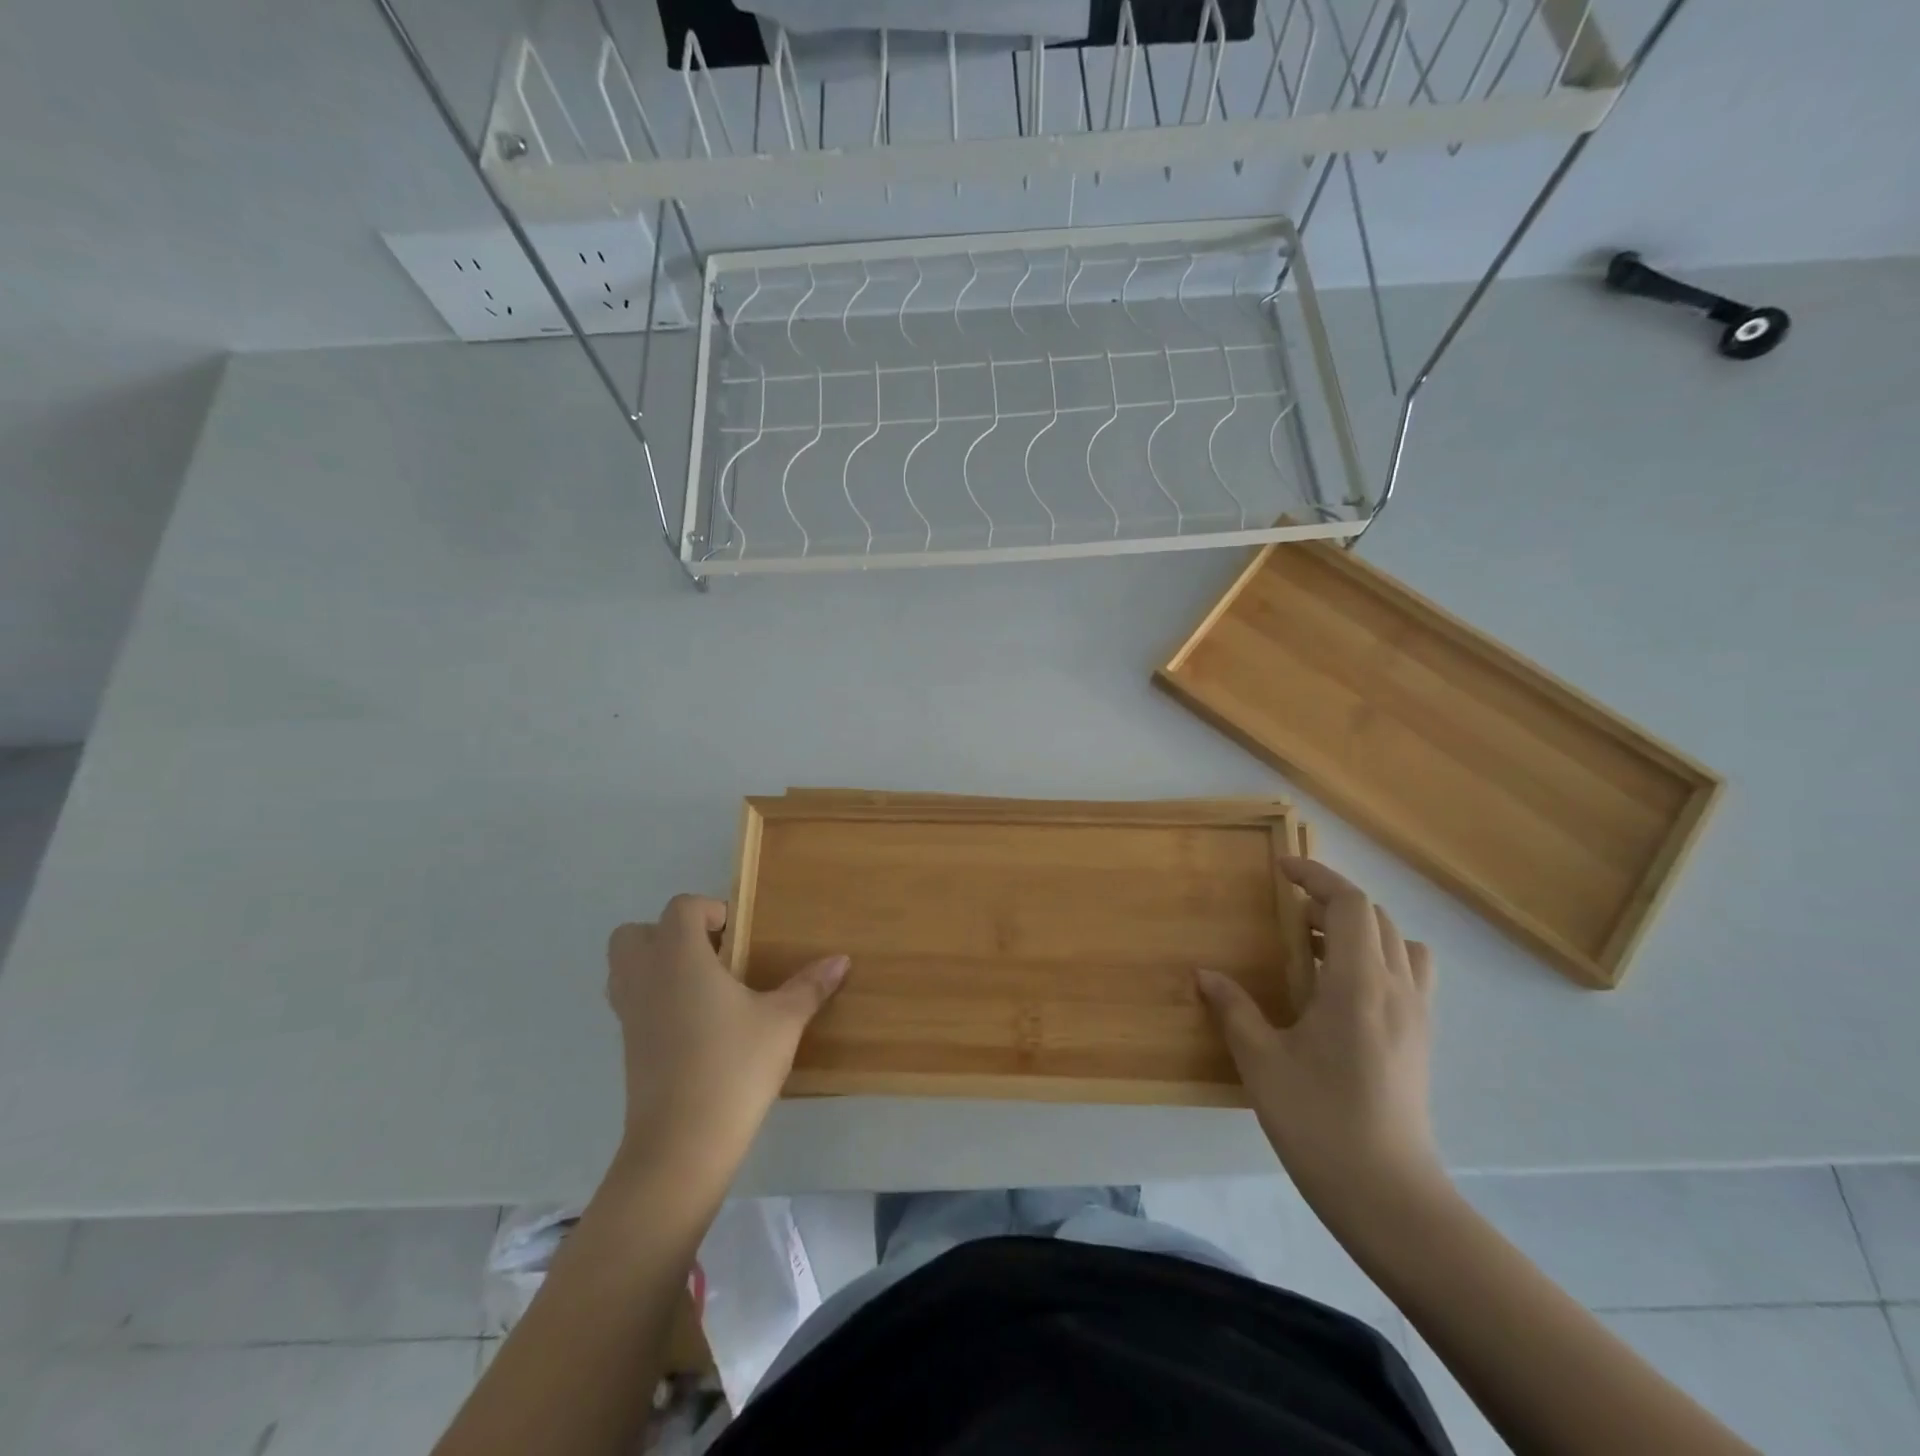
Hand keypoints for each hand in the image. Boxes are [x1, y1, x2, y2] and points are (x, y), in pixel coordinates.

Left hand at [605, 895, 847, 1191]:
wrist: (682, 1144)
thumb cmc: (734, 1067)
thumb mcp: (783, 1022)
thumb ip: (809, 986)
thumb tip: (842, 960)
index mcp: (679, 957)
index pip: (682, 908)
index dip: (711, 912)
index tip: (741, 937)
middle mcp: (645, 976)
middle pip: (636, 932)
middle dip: (671, 934)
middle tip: (715, 956)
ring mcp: (629, 1013)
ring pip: (626, 967)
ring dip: (658, 964)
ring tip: (704, 986)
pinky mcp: (627, 1046)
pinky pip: (632, 1001)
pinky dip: (655, 997)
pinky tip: (696, 1023)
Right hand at [1197, 858, 1443, 1219]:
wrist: (1389, 1197)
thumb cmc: (1319, 1121)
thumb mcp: (1261, 1062)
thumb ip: (1233, 1009)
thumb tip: (1204, 975)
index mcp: (1358, 984)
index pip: (1351, 904)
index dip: (1318, 877)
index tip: (1283, 870)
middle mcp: (1397, 989)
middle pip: (1377, 918)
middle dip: (1333, 904)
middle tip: (1290, 919)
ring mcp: (1416, 1016)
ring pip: (1400, 945)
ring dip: (1361, 932)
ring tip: (1319, 951)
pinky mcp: (1421, 1041)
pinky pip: (1409, 976)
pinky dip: (1378, 961)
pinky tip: (1340, 994)